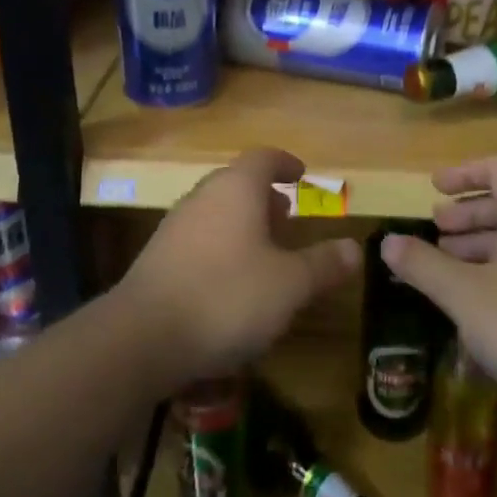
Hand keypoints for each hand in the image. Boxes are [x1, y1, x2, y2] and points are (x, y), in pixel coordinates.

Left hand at [119, 147, 358, 384]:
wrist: (141, 338)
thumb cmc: (227, 297)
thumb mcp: (290, 285)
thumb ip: (323, 264)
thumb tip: (354, 249)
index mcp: (236, 189)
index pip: (264, 158)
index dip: (286, 163)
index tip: (302, 175)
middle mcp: (202, 198)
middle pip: (237, 183)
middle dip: (265, 197)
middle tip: (287, 217)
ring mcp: (175, 227)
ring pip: (216, 212)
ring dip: (242, 224)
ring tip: (265, 252)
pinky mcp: (157, 259)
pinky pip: (199, 239)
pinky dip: (221, 247)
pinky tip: (231, 284)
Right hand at [380, 157, 496, 427]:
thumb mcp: (465, 295)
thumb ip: (424, 265)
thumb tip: (388, 241)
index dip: (466, 172)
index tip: (434, 189)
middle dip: (468, 213)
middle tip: (435, 229)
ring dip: (479, 245)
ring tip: (445, 264)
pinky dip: (496, 272)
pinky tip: (474, 304)